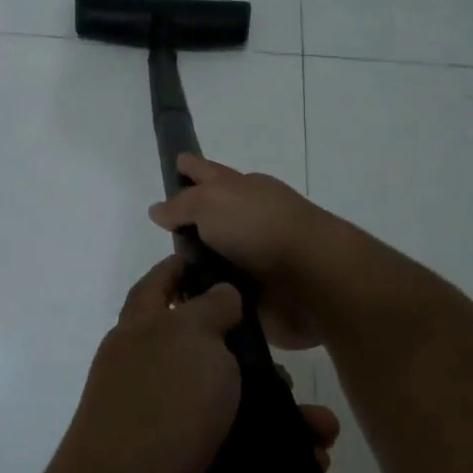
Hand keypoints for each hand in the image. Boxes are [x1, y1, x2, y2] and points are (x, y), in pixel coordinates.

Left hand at [47, 255, 341, 472]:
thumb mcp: (188, 336)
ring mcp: (181, 434)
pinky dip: (286, 458)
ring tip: (320, 425)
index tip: (215, 257)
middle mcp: (158, 381)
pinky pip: (254, 461)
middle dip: (256, 358)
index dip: (180, 268)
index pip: (157, 288)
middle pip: (212, 354)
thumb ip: (209, 309)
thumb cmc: (161, 404)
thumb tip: (221, 295)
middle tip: (288, 366)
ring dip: (286, 415)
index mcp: (142, 337)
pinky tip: (315, 457)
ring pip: (242, 412)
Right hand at [148, 155, 335, 349]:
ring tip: (165, 280)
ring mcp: (254, 258)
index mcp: (242, 190)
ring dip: (195, 268)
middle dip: (188, 223)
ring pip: (214, 259)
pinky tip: (186, 308)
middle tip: (159, 233)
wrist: (313, 279)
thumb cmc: (261, 227)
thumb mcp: (211, 202)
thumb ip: (182, 204)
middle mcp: (248, 221)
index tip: (177, 164)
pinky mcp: (258, 296)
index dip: (191, 168)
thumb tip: (159, 209)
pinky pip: (222, 294)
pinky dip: (208, 298)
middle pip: (210, 218)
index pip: (209, 173)